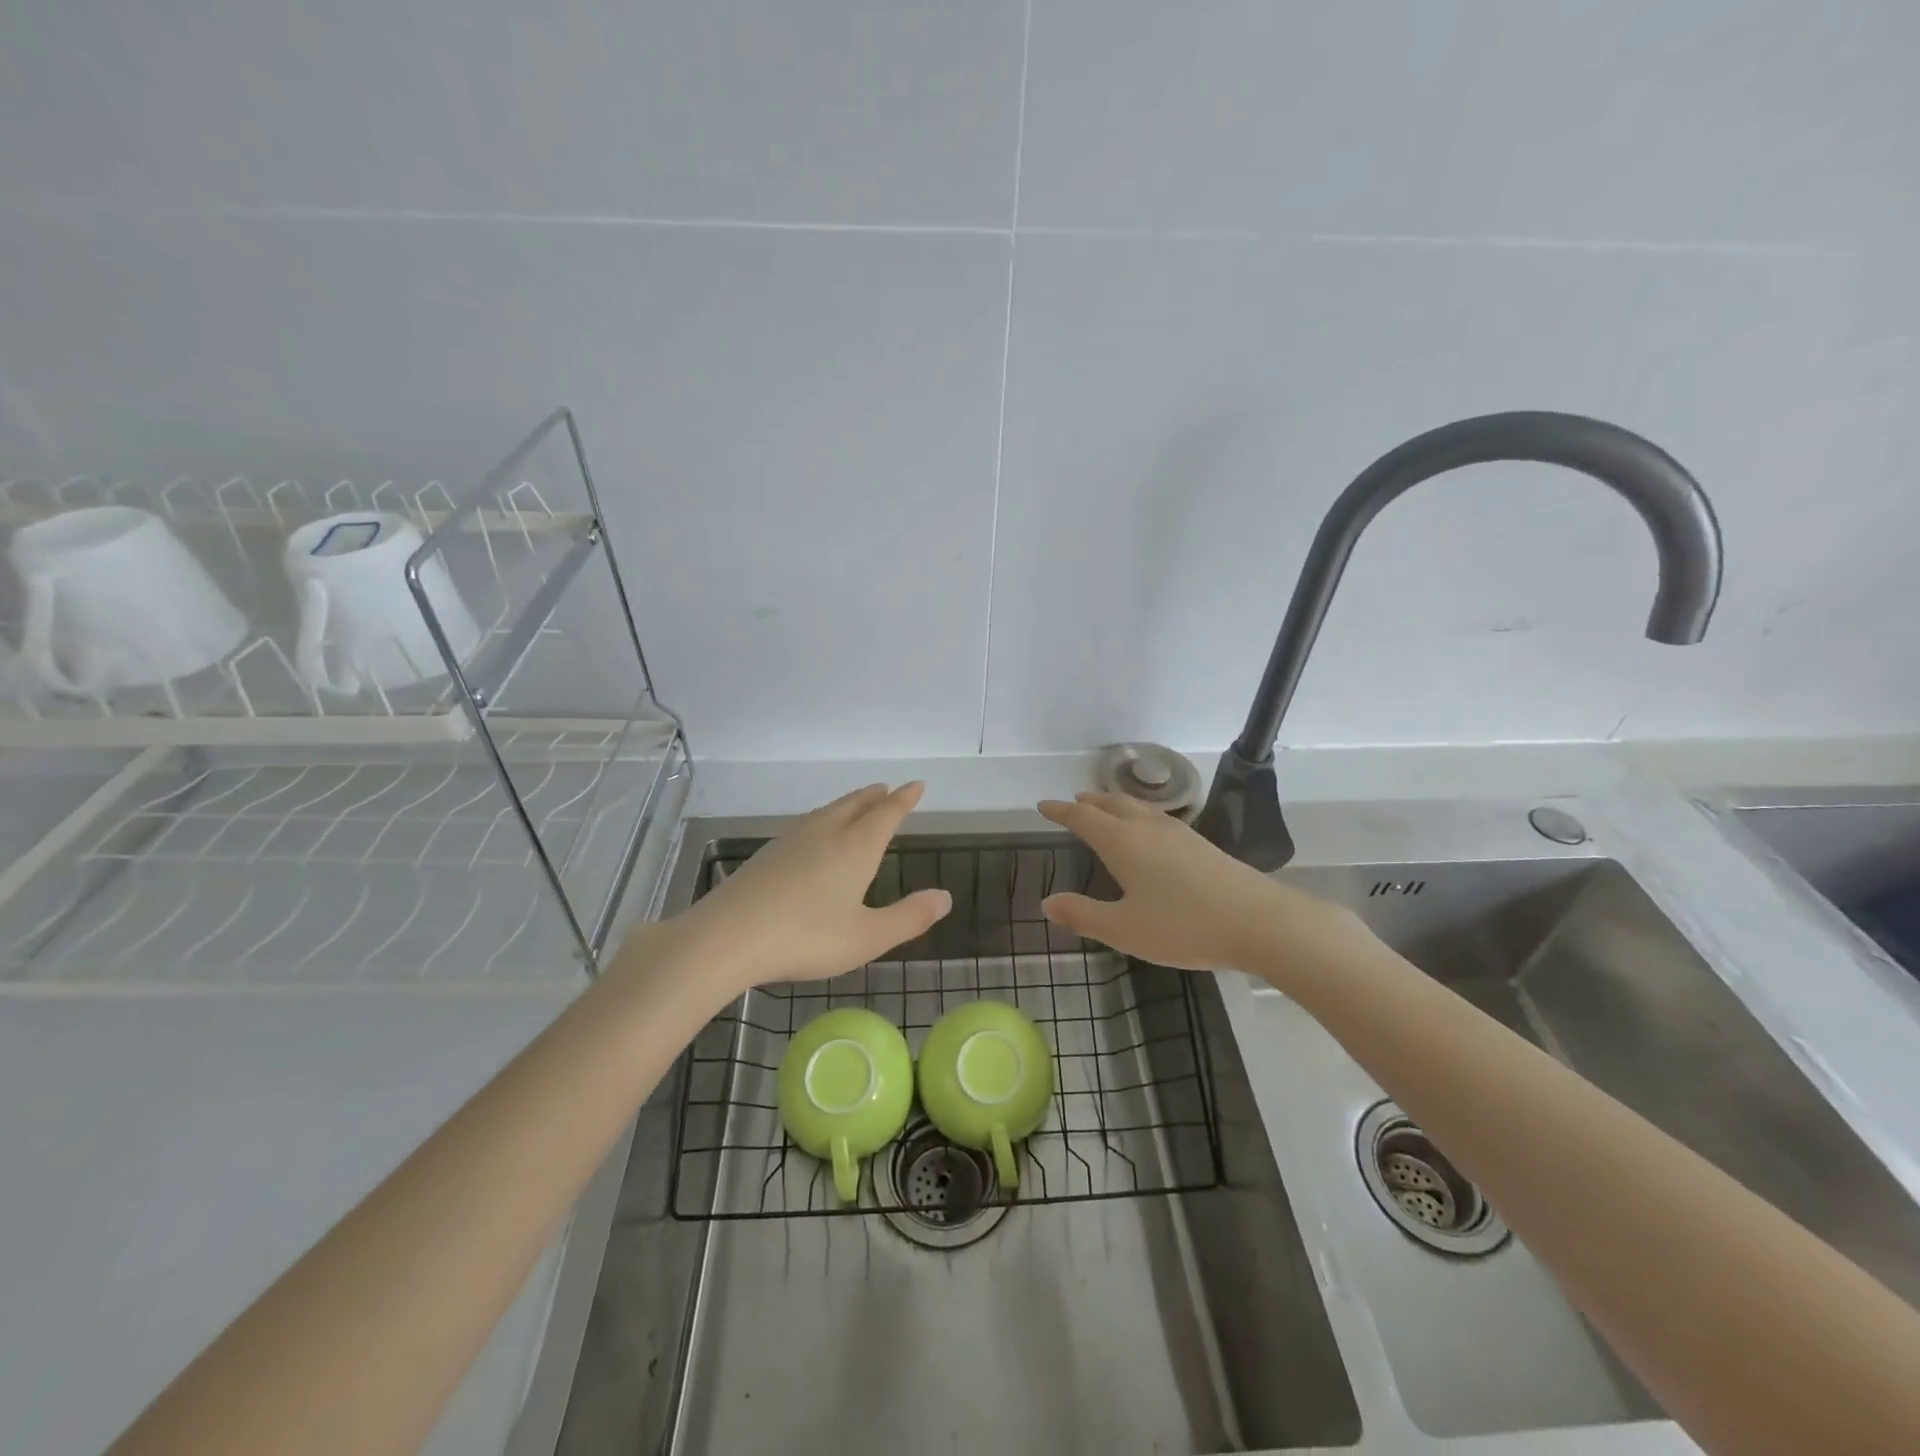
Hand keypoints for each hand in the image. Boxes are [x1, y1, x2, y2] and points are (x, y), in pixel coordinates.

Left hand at [661, 782, 951, 996]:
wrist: (728, 936)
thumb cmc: (807, 937)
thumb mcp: (867, 937)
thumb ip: (909, 917)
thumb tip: (945, 897)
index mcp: (856, 847)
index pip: (887, 813)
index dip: (904, 799)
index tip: (916, 785)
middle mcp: (827, 833)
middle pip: (856, 804)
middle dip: (875, 796)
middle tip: (887, 788)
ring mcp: (793, 839)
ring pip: (829, 811)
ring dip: (849, 803)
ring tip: (858, 804)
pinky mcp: (768, 853)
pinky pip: (807, 824)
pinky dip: (824, 818)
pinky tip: (814, 833)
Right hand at [1037, 792, 1352, 970]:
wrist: (1258, 921)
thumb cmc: (1183, 925)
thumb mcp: (1124, 929)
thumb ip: (1083, 915)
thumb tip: (1047, 903)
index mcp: (1122, 842)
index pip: (1083, 818)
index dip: (1061, 811)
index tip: (1043, 806)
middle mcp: (1147, 829)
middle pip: (1112, 804)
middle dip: (1089, 802)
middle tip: (1074, 801)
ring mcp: (1178, 833)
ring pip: (1138, 808)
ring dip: (1115, 804)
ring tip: (1106, 808)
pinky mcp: (1201, 844)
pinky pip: (1157, 818)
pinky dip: (1139, 815)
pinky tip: (1150, 832)